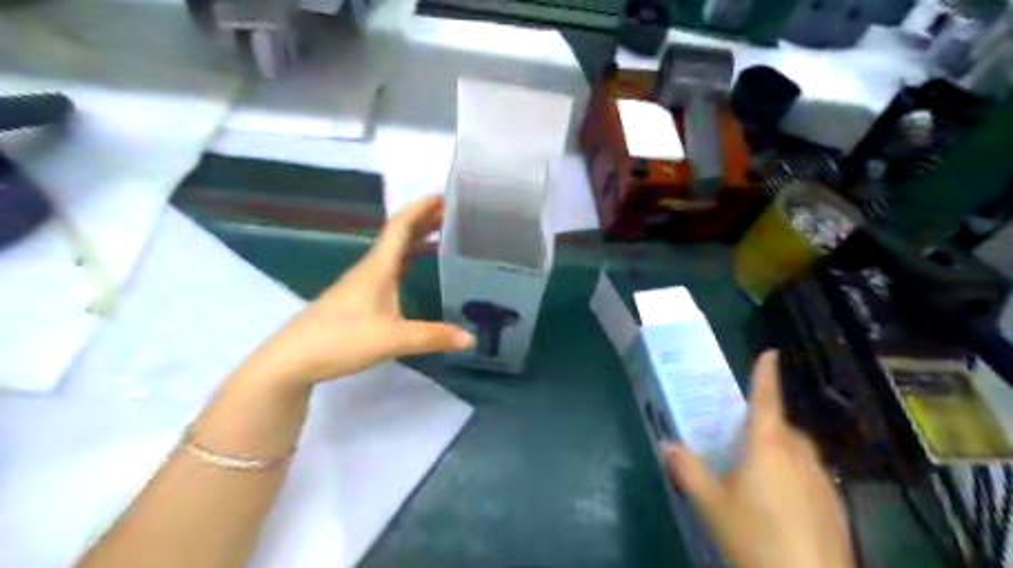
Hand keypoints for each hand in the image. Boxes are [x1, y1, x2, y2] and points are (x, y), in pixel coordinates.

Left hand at [242, 195, 475, 386]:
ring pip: (394, 251)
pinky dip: (409, 260)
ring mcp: (363, 283)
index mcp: (378, 267)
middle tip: (454, 213)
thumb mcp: (392, 339)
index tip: (445, 195)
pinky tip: (418, 268)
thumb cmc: (341, 340)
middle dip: (425, 220)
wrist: (293, 360)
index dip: (421, 208)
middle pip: (399, 235)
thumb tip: (471, 339)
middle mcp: (371, 269)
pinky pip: (391, 268)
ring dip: (417, 239)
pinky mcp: (360, 298)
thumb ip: (433, 337)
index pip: (400, 226)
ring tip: (444, 235)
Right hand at [667, 351, 852, 567]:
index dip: (766, 374)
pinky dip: (792, 476)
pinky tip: (779, 505)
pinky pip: (809, 475)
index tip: (770, 353)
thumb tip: (667, 445)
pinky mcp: (835, 504)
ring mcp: (821, 479)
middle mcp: (799, 454)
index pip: (766, 399)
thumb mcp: (711, 503)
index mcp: (768, 445)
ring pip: (796, 452)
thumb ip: (687, 469)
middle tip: (738, 443)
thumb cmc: (754, 535)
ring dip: (778, 452)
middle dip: (762, 425)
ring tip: (756, 477)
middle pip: (781, 427)